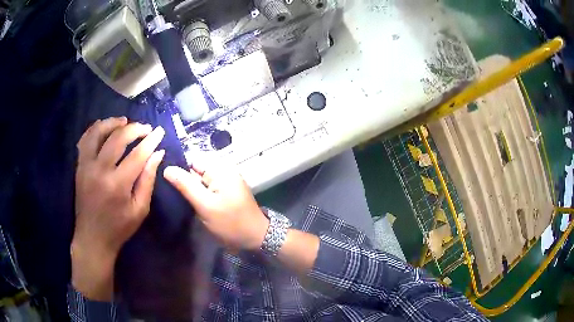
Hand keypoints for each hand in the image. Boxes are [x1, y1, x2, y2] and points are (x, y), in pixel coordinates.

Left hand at [72, 117, 164, 300]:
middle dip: (135, 128)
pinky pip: (85, 140)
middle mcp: (99, 171)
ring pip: (98, 133)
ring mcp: (86, 166)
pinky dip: (95, 129)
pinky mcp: (79, 167)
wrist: (93, 238)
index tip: (160, 132)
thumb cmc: (119, 228)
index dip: (150, 140)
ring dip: (113, 123)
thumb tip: (157, 154)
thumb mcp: (140, 209)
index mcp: (117, 185)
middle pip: (117, 138)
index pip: (137, 154)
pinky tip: (104, 127)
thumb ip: (148, 180)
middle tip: (145, 128)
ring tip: (124, 121)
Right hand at [163, 162, 268, 250]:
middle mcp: (222, 171)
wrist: (255, 238)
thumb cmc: (230, 222)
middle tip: (164, 189)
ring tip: (172, 195)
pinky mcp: (224, 193)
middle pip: (195, 170)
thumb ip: (186, 186)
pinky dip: (197, 194)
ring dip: (188, 188)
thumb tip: (167, 168)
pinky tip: (186, 200)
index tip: (162, 177)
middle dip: (182, 179)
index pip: (192, 160)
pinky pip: (206, 188)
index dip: (177, 167)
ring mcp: (224, 182)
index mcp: (219, 169)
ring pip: (199, 180)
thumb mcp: (205, 205)